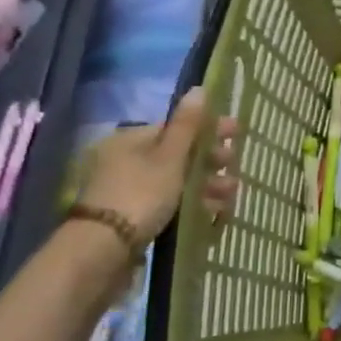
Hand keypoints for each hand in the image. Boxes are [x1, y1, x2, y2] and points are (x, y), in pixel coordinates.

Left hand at [80, 90, 237, 242]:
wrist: (103, 252)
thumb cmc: (140, 194)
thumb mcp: (169, 157)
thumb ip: (187, 125)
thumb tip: (199, 88)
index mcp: (131, 140)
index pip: (176, 128)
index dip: (208, 130)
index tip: (237, 135)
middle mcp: (128, 161)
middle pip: (179, 155)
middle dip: (211, 161)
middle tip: (234, 168)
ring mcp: (130, 191)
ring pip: (178, 181)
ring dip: (207, 184)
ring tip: (231, 194)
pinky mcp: (135, 218)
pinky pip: (171, 203)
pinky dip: (194, 204)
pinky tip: (215, 211)